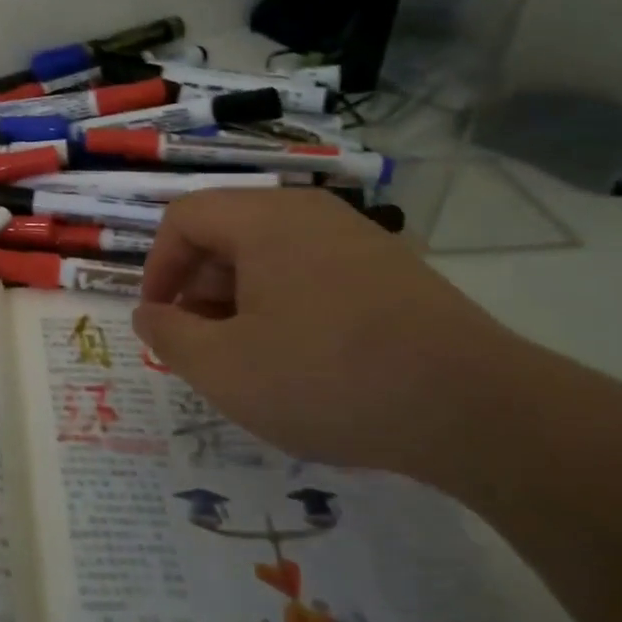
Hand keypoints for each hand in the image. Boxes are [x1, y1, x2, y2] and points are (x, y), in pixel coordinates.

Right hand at [134, 189, 533, 487]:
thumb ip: (168, 336)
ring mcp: (357, 238)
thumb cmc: (327, 378)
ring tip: (248, 359)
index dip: (157, 267)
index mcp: (263, 219)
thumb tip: (148, 314)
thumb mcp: (223, 369)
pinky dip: (286, 306)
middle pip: (227, 233)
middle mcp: (309, 213)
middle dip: (198, 288)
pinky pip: (313, 273)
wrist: (474, 408)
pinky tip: (302, 360)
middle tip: (200, 346)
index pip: (184, 218)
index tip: (159, 321)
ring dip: (240, 301)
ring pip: (271, 255)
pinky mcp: (391, 271)